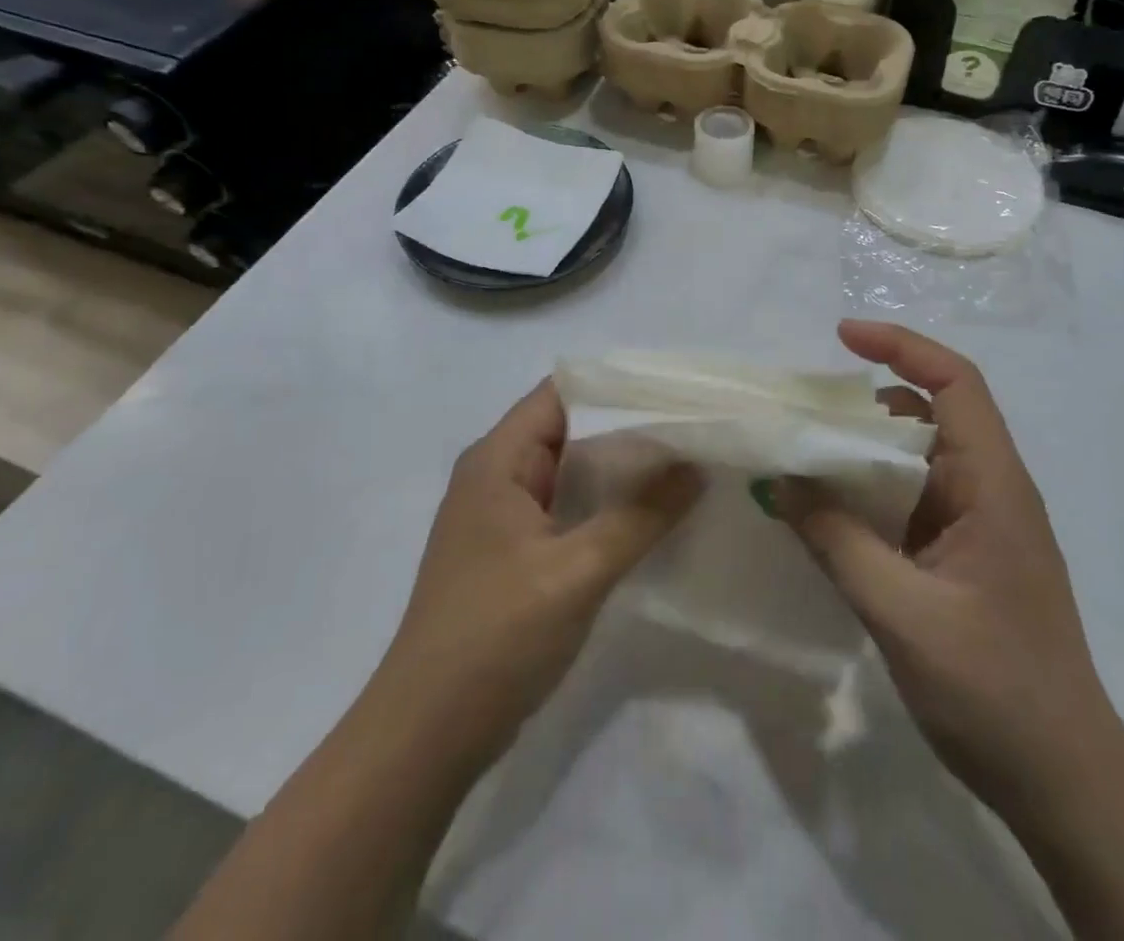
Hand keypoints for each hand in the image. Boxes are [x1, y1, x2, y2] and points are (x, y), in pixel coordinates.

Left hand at [372, 380, 702, 780]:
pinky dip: (607, 504)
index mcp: (498, 459)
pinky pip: (568, 508)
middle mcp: (497, 475)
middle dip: (630, 426)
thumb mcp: (577, 571)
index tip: (676, 391)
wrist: (426, 737)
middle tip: (694, 427)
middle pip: (571, 427)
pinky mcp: (514, 553)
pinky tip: (652, 514)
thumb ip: (641, 515)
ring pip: (572, 471)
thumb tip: (696, 466)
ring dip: (622, 468)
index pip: (563, 392)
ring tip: (686, 462)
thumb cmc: (495, 637)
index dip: (618, 385)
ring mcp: (504, 516)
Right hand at [771, 320, 1123, 833]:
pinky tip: (827, 512)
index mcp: (994, 485)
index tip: (843, 336)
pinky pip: (910, 501)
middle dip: (866, 401)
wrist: (1066, 785)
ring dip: (862, 451)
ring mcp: (977, 525)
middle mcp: (989, 490)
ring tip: (802, 456)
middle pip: (928, 414)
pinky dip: (868, 493)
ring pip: (915, 459)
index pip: (956, 383)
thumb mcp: (902, 613)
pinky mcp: (962, 556)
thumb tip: (778, 482)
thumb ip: (836, 542)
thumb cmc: (995, 692)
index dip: (903, 346)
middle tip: (802, 409)